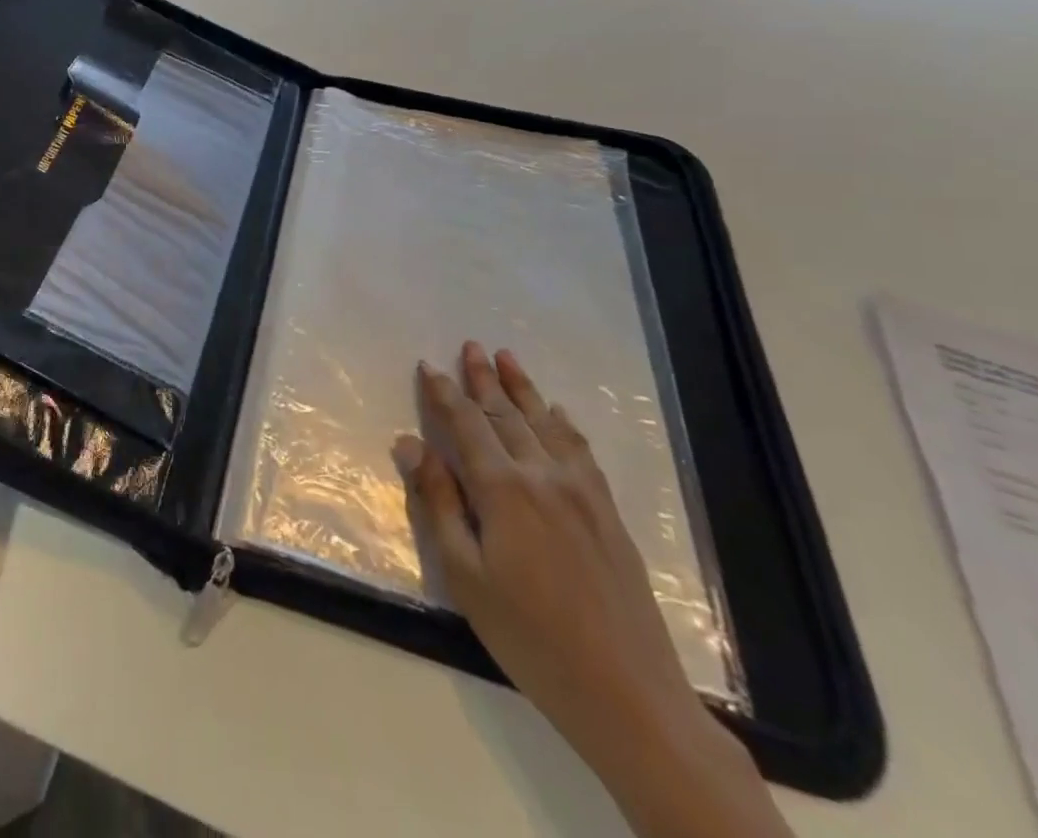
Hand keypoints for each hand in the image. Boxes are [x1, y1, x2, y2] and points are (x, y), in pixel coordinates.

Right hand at [394, 343, 786, 837]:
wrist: (628, 693)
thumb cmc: (529, 636)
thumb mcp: (465, 575)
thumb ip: (438, 502)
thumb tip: (410, 443)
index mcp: (503, 489)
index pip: (466, 424)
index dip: (444, 392)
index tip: (429, 365)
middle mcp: (543, 475)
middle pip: (505, 414)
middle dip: (483, 378)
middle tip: (470, 345)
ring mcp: (582, 492)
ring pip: (544, 424)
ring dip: (522, 388)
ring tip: (506, 357)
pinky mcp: (608, 512)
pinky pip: (581, 450)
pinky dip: (563, 423)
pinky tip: (556, 412)